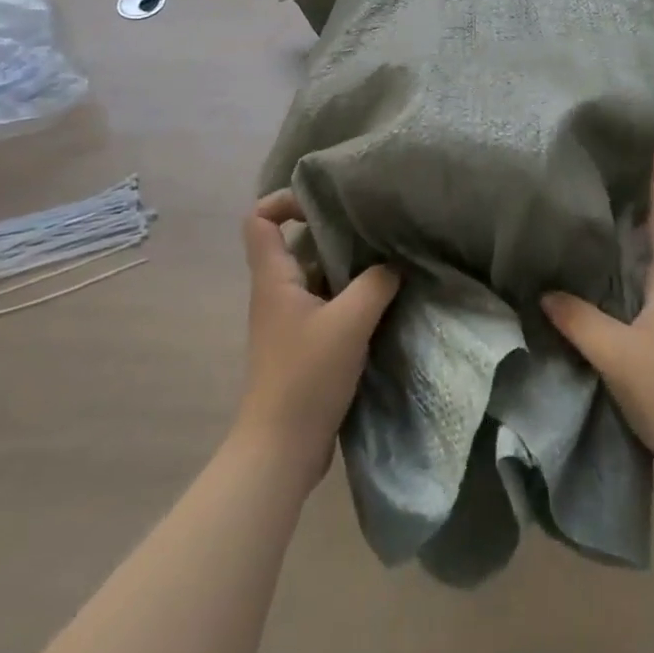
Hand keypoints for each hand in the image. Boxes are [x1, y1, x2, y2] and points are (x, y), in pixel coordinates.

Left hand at [233, 190, 400, 496]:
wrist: (281, 450)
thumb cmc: (306, 377)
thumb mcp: (349, 323)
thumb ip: (375, 285)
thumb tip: (394, 264)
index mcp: (274, 278)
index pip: (259, 219)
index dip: (284, 201)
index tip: (323, 202)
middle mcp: (277, 292)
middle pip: (294, 243)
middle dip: (330, 230)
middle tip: (371, 225)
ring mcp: (290, 319)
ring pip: (315, 274)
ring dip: (346, 265)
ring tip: (386, 257)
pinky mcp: (304, 344)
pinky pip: (326, 303)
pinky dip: (350, 296)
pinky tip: (383, 299)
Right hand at [542, 142, 653, 501]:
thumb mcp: (618, 354)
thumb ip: (579, 319)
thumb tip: (546, 291)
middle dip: (644, 205)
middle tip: (616, 174)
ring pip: (650, 269)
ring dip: (632, 243)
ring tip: (599, 222)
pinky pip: (641, 298)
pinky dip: (623, 280)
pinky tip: (601, 287)